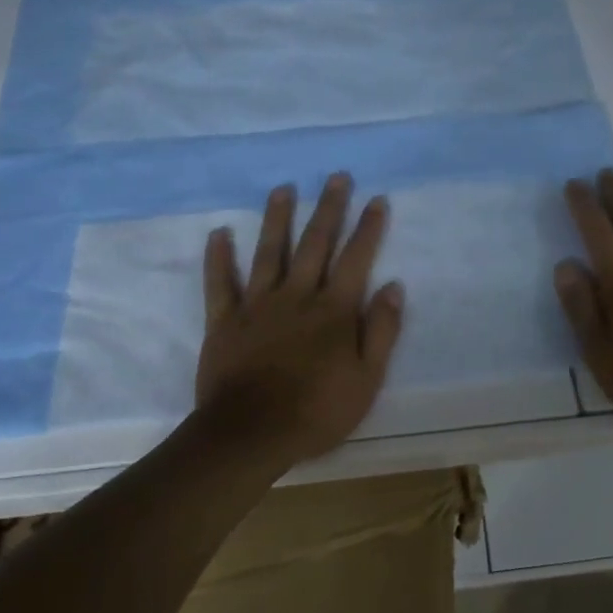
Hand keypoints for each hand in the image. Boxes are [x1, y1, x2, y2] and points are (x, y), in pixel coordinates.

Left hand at [195, 173, 404, 463]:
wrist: (250, 435)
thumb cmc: (317, 411)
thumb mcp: (367, 379)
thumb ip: (382, 330)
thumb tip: (393, 286)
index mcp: (334, 310)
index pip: (356, 258)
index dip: (368, 228)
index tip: (376, 199)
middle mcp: (297, 296)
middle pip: (315, 243)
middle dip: (328, 208)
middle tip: (336, 176)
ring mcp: (258, 304)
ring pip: (270, 251)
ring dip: (277, 218)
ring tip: (283, 188)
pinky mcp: (225, 320)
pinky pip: (220, 283)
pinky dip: (218, 257)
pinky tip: (219, 232)